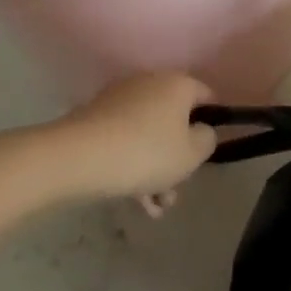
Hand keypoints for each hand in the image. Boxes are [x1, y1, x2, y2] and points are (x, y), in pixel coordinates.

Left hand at [45, 72, 217, 207]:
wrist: (77, 159)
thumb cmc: (147, 153)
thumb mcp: (192, 154)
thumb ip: (207, 139)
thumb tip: (200, 131)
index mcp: (177, 84)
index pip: (206, 96)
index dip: (214, 121)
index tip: (208, 149)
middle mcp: (149, 83)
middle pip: (174, 120)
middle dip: (177, 156)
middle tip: (177, 187)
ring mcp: (118, 100)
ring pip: (147, 136)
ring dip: (154, 170)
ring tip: (153, 207)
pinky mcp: (93, 119)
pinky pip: (123, 141)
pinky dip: (131, 166)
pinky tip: (133, 201)